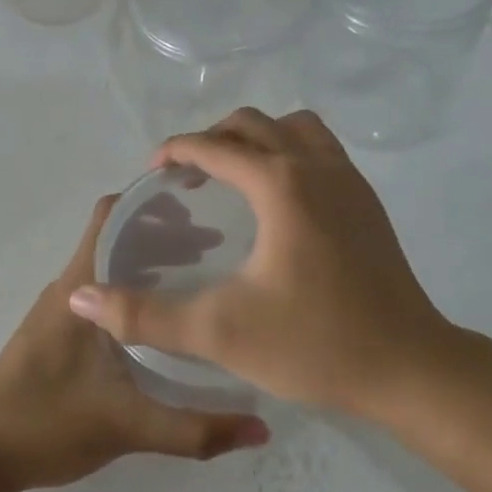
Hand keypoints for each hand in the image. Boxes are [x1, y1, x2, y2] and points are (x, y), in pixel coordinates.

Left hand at [0, 196, 270, 491]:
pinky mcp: (56, 333)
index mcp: (79, 288)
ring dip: (151, 262)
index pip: (111, 215)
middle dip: (166, 232)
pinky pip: (101, 292)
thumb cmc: (46, 425)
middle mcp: (68, 287)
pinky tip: (163, 320)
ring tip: (202, 276)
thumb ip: (195, 430)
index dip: (152, 200)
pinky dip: (134, 289)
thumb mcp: (128, 427)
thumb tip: (261, 429)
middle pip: (117, 236)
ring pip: (109, 266)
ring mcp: (59, 310)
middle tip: (220, 245)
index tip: (201, 203)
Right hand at [68, 108, 460, 413]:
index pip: (215, 146)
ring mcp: (350, 181)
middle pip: (254, 123)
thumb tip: (82, 299)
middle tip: (188, 175)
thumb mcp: (220, 332)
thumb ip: (146, 315)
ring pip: (296, 128)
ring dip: (258, 137)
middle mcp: (317, 166)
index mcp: (280, 184)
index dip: (176, 151)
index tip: (153, 173)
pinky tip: (279, 201)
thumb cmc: (315, 344)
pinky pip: (322, 150)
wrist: (409, 368)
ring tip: (234, 174)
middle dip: (214, 138)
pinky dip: (290, 152)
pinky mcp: (368, 202)